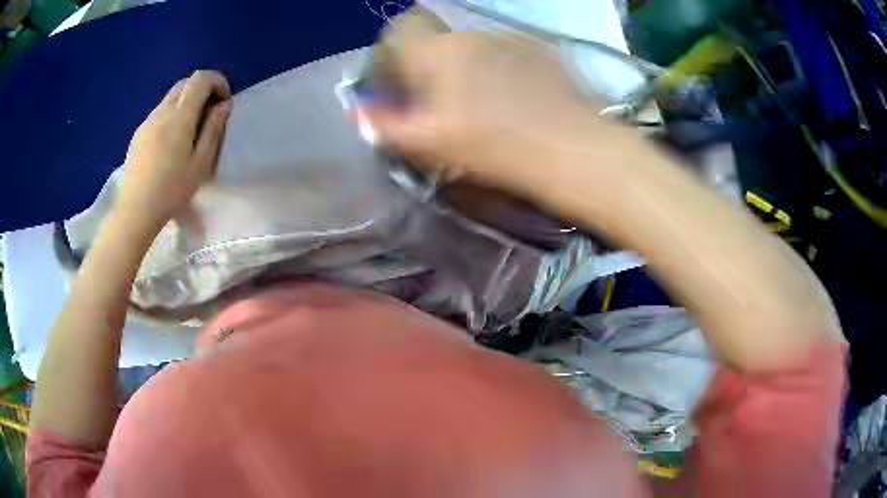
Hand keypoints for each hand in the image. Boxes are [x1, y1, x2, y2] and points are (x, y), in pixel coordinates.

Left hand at [118, 70, 231, 233]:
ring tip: (189, 130)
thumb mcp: (201, 163)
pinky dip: (171, 115)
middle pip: (184, 83)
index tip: (223, 100)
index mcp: (180, 116)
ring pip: (170, 97)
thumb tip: (223, 105)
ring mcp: (147, 122)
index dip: (217, 81)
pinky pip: (158, 113)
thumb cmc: (172, 190)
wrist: (136, 210)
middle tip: (208, 113)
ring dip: (185, 102)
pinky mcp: (138, 134)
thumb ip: (213, 129)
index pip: (200, 79)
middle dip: (201, 89)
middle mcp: (162, 111)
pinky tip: (170, 142)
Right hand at [365, 21, 621, 195]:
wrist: (574, 150)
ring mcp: (511, 39)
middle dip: (428, 70)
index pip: (399, 33)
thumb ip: (387, 125)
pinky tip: (515, 100)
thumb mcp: (431, 143)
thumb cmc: (497, 148)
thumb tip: (359, 111)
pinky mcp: (541, 52)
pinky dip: (497, 71)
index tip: (397, 89)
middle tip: (440, 107)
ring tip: (483, 107)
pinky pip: (504, 55)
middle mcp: (473, 35)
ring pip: (471, 49)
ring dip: (464, 71)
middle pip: (436, 44)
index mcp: (440, 52)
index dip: (390, 59)